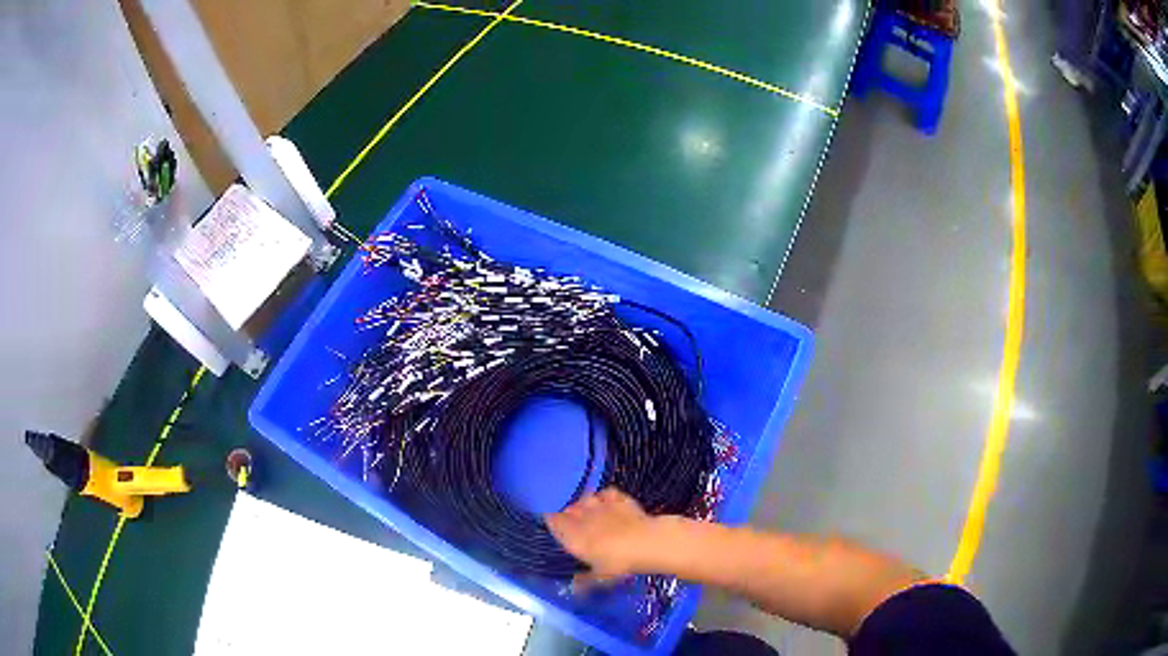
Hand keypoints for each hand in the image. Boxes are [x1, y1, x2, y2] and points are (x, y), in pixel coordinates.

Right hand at [545, 488, 661, 589]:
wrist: (645, 542)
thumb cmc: (618, 563)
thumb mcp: (600, 577)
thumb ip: (584, 582)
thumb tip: (574, 589)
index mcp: (572, 535)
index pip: (552, 520)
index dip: (553, 522)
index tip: (556, 526)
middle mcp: (581, 517)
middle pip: (567, 508)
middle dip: (569, 513)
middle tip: (576, 524)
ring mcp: (600, 505)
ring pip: (585, 498)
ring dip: (585, 503)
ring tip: (592, 512)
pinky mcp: (618, 498)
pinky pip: (605, 492)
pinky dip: (605, 497)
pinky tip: (610, 504)